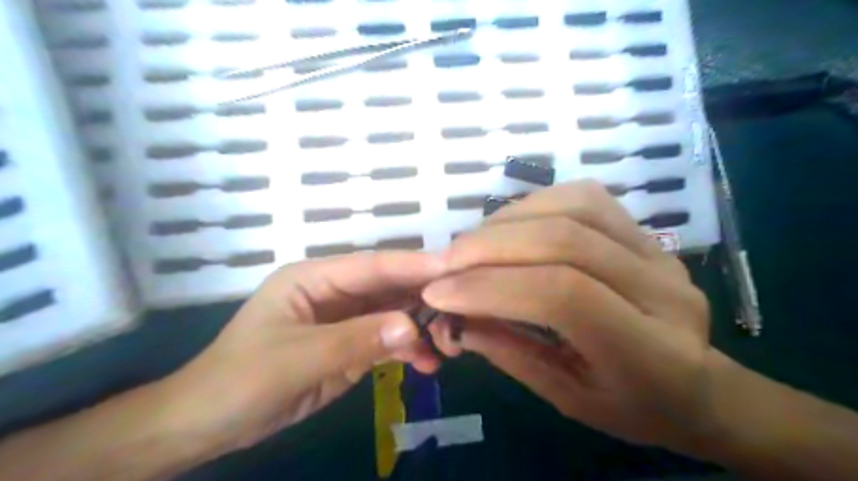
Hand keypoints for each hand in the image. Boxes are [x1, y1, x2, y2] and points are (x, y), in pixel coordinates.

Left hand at [156, 252, 444, 454]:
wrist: (210, 424)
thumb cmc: (241, 381)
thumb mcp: (298, 359)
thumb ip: (357, 340)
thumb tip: (412, 326)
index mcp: (314, 278)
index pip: (372, 266)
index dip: (413, 265)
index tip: (454, 268)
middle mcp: (334, 291)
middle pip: (388, 287)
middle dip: (424, 298)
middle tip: (462, 311)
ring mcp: (345, 318)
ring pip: (393, 313)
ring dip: (421, 327)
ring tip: (449, 345)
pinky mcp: (350, 343)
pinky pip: (387, 339)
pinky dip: (408, 348)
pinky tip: (427, 362)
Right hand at [427, 181, 717, 455]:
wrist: (698, 386)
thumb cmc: (633, 406)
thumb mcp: (567, 398)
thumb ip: (509, 353)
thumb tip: (452, 317)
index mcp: (650, 351)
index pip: (562, 295)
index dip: (491, 286)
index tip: (438, 293)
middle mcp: (661, 288)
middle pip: (564, 241)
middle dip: (488, 248)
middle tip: (443, 264)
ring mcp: (656, 250)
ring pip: (573, 207)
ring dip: (506, 221)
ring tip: (469, 246)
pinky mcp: (643, 231)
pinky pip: (582, 197)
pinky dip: (533, 206)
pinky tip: (506, 227)